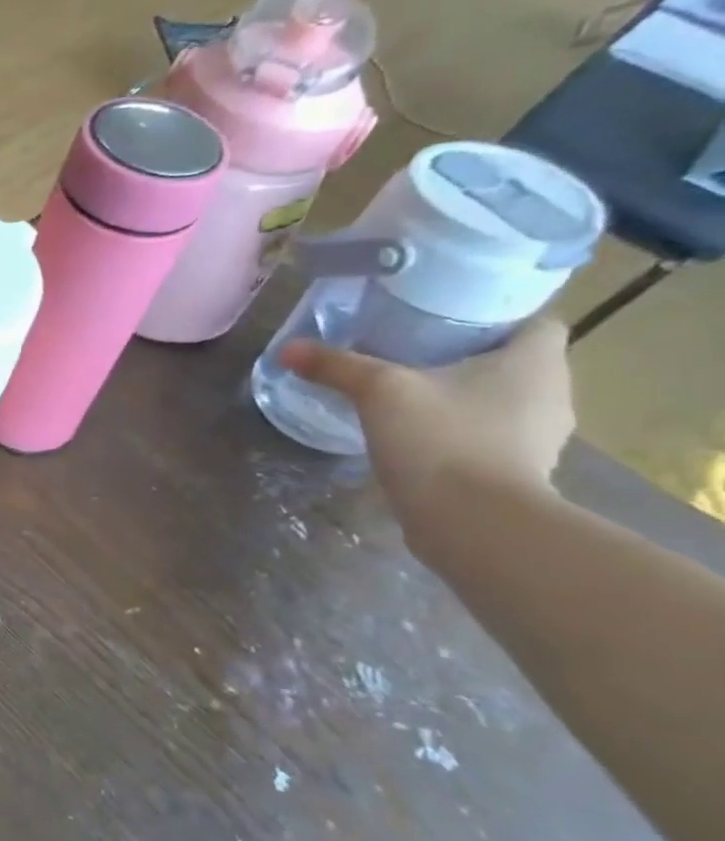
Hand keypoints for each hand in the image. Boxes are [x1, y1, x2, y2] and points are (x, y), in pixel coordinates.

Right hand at [281, 316, 575, 524]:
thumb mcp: (379, 392)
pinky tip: (419, 439)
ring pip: (502, 403)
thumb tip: (288, 349)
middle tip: (416, 355)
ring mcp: (539, 439)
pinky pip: (489, 439)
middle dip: (470, 358)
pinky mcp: (518, 474)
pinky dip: (459, 435)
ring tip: (411, 397)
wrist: (472, 523)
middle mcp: (553, 395)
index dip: (497, 317)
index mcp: (537, 362)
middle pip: (515, 363)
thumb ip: (336, 366)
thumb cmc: (442, 440)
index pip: (534, 322)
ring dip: (465, 399)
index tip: (449, 322)